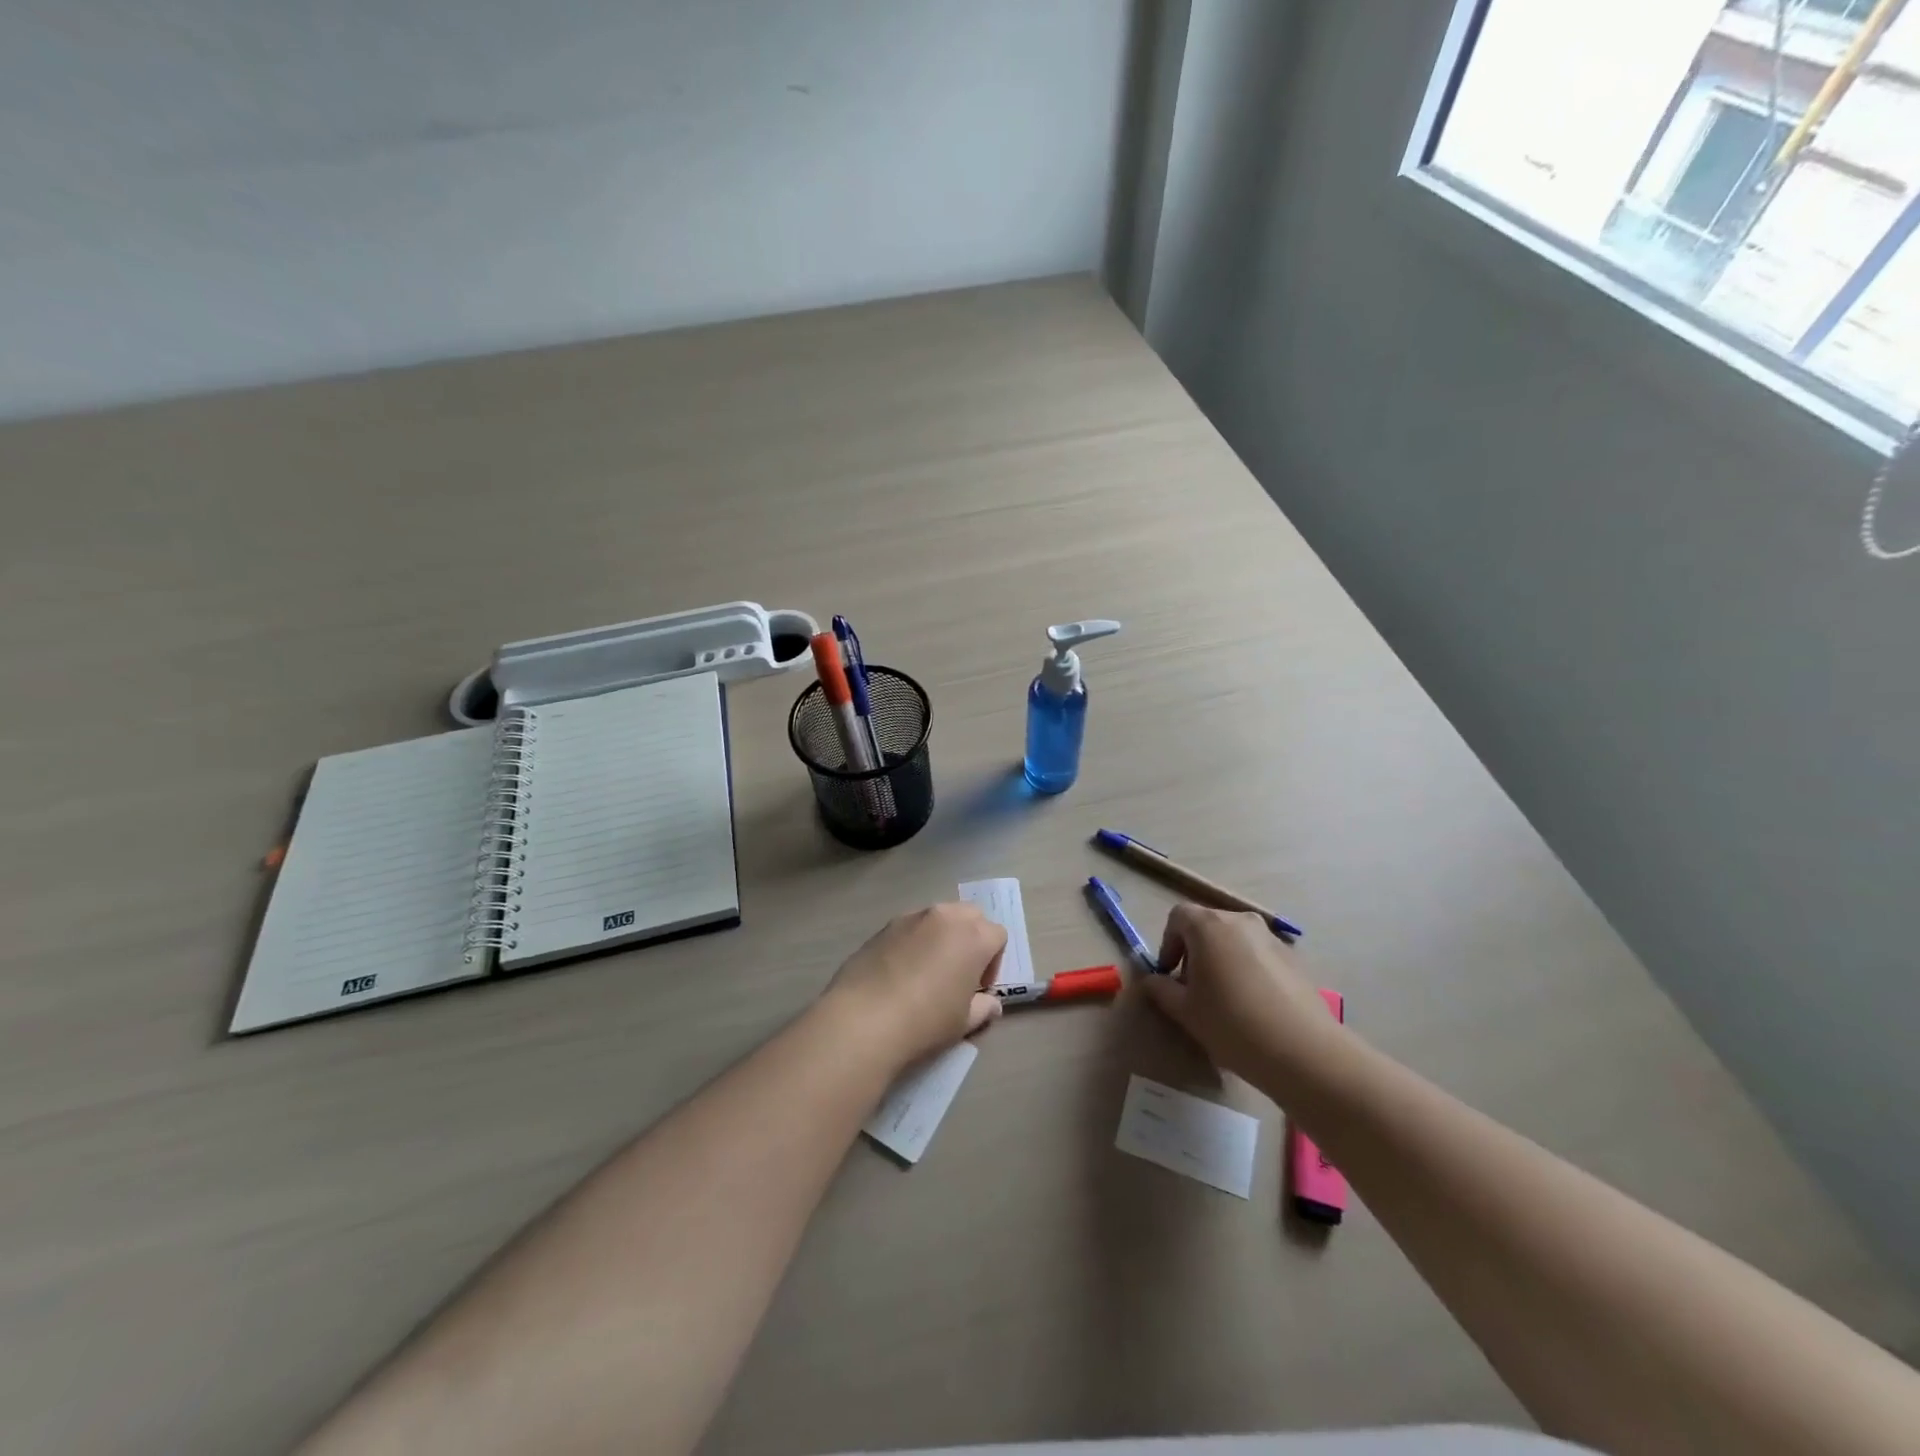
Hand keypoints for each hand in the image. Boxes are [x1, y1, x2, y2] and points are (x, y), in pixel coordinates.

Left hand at [820, 903, 1007, 1072]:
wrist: (864, 1019)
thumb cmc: (926, 1021)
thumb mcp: (964, 1022)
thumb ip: (983, 1008)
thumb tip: (990, 1004)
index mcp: (974, 936)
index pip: (998, 935)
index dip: (994, 962)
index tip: (978, 989)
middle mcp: (946, 917)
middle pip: (971, 916)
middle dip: (971, 939)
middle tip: (958, 973)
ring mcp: (912, 917)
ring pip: (939, 917)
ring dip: (942, 937)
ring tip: (927, 972)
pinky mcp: (884, 925)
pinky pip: (911, 926)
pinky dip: (914, 941)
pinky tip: (900, 972)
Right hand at [1142, 905, 1343, 1086]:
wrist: (1303, 1051)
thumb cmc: (1232, 1024)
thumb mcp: (1185, 1011)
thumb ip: (1161, 989)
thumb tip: (1152, 980)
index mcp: (1208, 926)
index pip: (1178, 917)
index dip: (1168, 943)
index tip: (1169, 974)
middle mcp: (1240, 921)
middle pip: (1208, 924)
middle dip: (1194, 950)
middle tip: (1193, 987)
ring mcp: (1271, 937)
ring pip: (1234, 939)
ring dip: (1221, 958)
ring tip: (1224, 997)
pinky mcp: (1293, 958)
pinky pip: (1258, 954)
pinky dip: (1247, 968)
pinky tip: (1253, 1004)